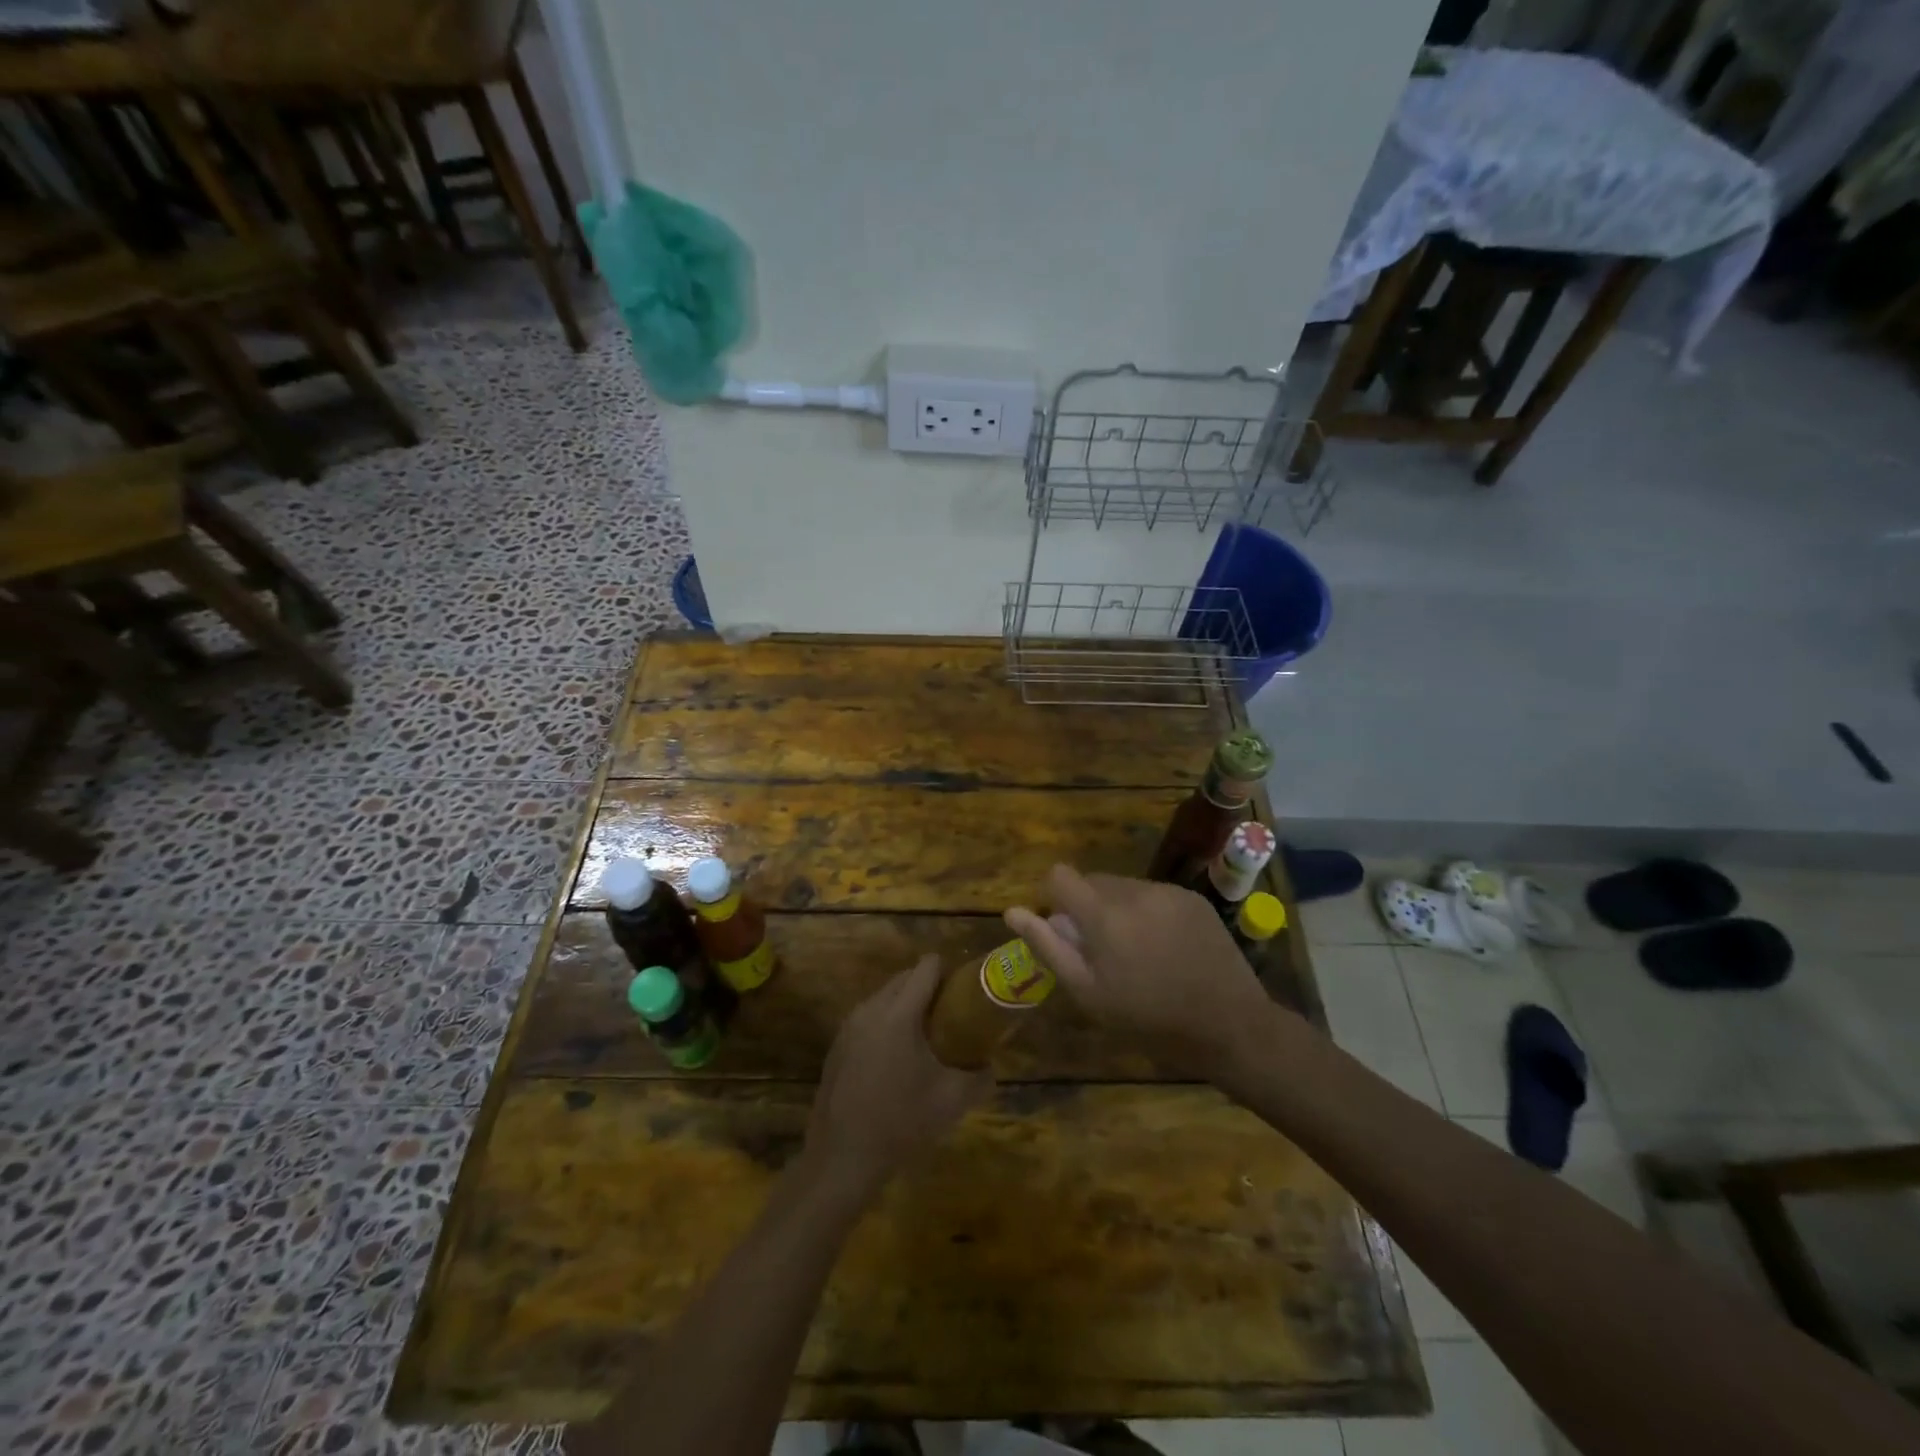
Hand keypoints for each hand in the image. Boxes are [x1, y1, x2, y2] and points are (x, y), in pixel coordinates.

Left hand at [805, 955, 992, 1198]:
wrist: (843, 1157)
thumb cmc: (901, 1122)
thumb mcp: (952, 1101)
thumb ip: (979, 1076)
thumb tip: (991, 1064)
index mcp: (899, 1013)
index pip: (927, 967)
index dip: (949, 971)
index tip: (964, 991)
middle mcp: (871, 1008)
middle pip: (905, 977)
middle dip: (929, 988)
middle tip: (950, 1015)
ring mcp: (849, 1025)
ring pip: (885, 996)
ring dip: (906, 1005)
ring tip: (926, 1037)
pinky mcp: (837, 1044)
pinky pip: (869, 1017)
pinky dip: (886, 1023)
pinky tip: (896, 1058)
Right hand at [1005, 865, 1281, 1074]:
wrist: (1229, 1024)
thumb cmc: (1149, 1018)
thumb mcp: (1089, 993)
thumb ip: (1048, 947)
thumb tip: (1013, 912)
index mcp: (1103, 914)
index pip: (1060, 875)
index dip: (1055, 897)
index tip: (1066, 929)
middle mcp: (1134, 891)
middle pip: (1092, 881)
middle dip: (1087, 906)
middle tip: (1103, 951)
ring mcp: (1167, 892)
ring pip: (1123, 887)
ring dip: (1118, 908)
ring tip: (1137, 951)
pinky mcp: (1192, 898)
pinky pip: (1154, 894)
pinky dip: (1148, 912)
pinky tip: (1165, 947)